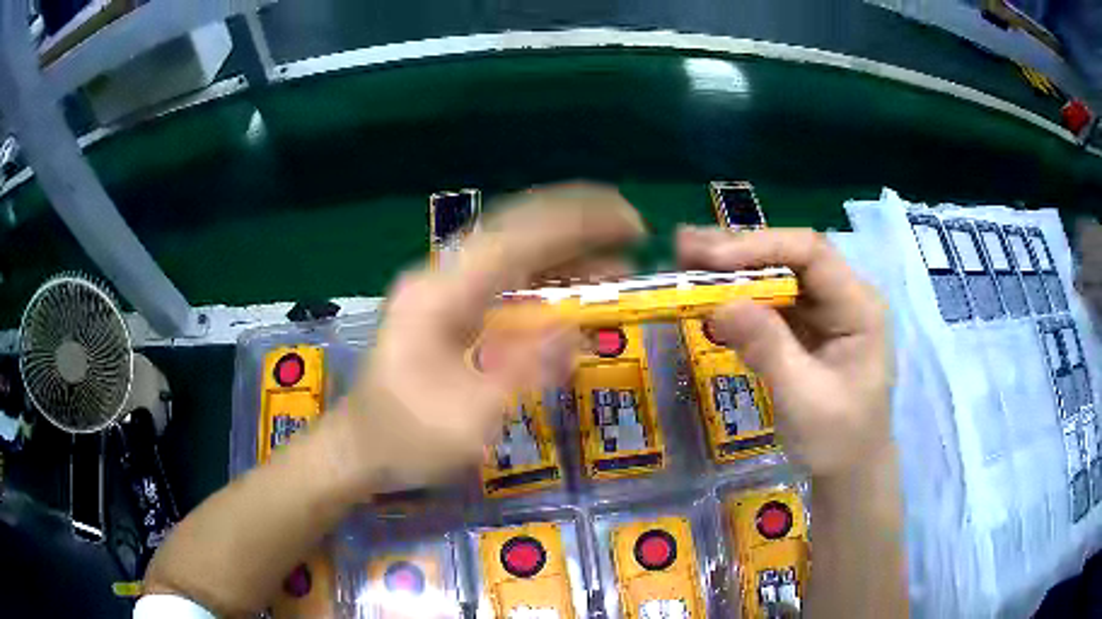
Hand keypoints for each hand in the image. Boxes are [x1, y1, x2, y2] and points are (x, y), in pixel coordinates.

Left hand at [331, 183, 644, 491]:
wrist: (358, 448)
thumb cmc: (405, 441)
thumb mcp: (466, 422)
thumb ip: (521, 373)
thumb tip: (576, 333)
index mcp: (439, 296)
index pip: (516, 238)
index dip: (576, 224)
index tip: (627, 223)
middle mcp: (440, 277)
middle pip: (515, 228)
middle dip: (576, 221)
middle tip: (632, 227)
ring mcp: (443, 289)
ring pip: (512, 248)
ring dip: (565, 247)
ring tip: (618, 256)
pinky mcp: (450, 306)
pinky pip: (506, 276)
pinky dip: (546, 274)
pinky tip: (576, 284)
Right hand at [677, 227, 892, 476]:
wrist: (850, 471)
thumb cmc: (838, 440)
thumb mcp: (804, 399)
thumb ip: (768, 348)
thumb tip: (719, 305)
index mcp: (859, 306)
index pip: (811, 254)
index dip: (760, 247)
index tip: (711, 258)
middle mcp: (843, 296)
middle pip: (791, 256)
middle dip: (739, 251)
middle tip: (684, 247)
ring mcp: (824, 311)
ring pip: (777, 275)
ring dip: (733, 270)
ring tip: (685, 262)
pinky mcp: (807, 328)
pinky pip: (771, 302)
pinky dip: (738, 297)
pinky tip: (708, 294)